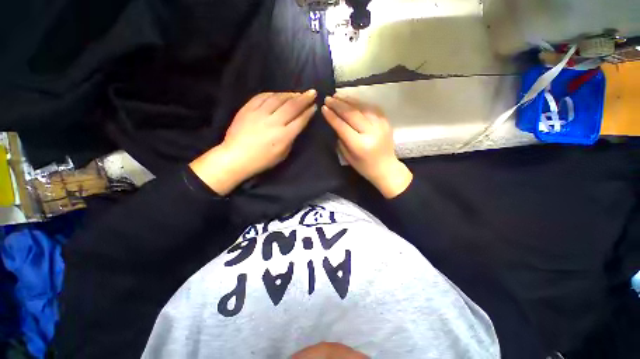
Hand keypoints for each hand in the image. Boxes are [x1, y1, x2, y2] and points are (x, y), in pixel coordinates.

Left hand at [190, 90, 316, 194]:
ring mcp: (260, 113)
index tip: (314, 106)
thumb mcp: (282, 154)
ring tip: (297, 93)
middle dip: (304, 98)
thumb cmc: (262, 160)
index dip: (309, 112)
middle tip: (312, 92)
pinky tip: (278, 94)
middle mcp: (274, 122)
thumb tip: (295, 126)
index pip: (300, 120)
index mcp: (284, 136)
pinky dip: (273, 93)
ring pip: (278, 98)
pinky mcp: (247, 109)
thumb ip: (290, 139)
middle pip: (292, 106)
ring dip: (290, 94)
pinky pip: (262, 96)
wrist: (236, 157)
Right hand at [322, 95, 411, 198]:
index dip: (332, 116)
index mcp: (360, 145)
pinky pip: (372, 108)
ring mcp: (381, 125)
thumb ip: (341, 140)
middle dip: (338, 105)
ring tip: (338, 96)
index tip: (323, 108)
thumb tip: (335, 123)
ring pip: (362, 107)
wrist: (387, 169)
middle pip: (352, 114)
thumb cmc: (364, 167)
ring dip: (348, 100)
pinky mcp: (386, 122)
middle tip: (328, 98)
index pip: (343, 126)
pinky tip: (352, 100)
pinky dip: (360, 103)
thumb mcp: (348, 157)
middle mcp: (371, 132)